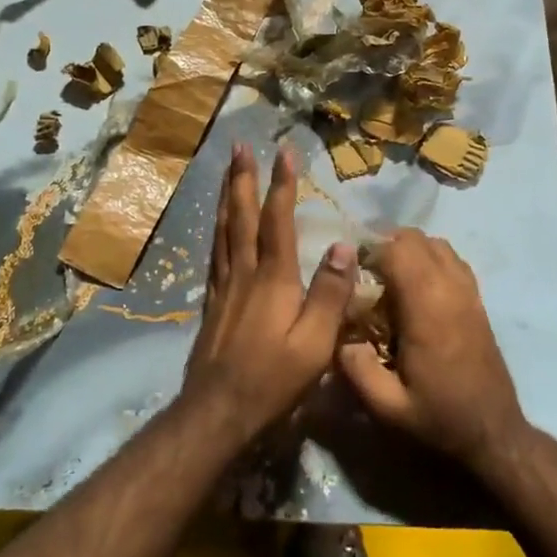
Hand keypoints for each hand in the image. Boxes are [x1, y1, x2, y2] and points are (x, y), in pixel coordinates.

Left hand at [182, 143, 358, 444]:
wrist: (219, 410)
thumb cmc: (274, 379)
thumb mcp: (316, 344)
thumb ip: (330, 294)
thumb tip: (344, 246)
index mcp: (273, 278)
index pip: (278, 220)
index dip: (281, 184)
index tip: (284, 152)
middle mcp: (244, 271)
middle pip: (241, 215)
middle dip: (242, 178)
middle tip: (239, 146)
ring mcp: (224, 285)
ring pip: (223, 228)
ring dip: (226, 195)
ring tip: (226, 171)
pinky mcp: (213, 301)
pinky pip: (214, 251)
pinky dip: (217, 227)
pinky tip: (217, 223)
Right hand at [336, 230, 527, 472]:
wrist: (494, 434)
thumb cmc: (439, 418)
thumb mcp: (387, 406)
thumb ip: (356, 368)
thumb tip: (338, 334)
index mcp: (427, 308)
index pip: (396, 250)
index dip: (368, 251)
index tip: (349, 270)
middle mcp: (450, 289)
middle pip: (415, 238)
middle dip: (385, 244)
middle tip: (364, 271)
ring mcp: (468, 291)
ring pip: (435, 243)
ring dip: (408, 249)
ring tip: (387, 275)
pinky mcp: (477, 300)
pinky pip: (451, 259)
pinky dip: (429, 258)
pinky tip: (415, 285)